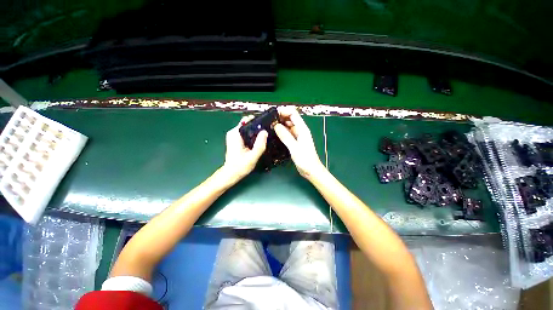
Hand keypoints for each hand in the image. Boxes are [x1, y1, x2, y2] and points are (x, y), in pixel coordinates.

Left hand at [221, 116, 267, 183]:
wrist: (232, 174)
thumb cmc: (240, 166)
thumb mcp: (252, 156)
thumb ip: (259, 145)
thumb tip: (265, 132)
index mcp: (235, 134)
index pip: (247, 120)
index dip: (257, 121)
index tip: (267, 124)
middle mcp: (233, 132)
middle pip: (248, 124)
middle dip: (258, 127)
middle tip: (267, 132)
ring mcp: (234, 136)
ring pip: (248, 129)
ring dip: (256, 132)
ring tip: (265, 137)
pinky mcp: (236, 140)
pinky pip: (247, 133)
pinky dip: (253, 136)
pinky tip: (259, 141)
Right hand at [274, 106, 325, 178]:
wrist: (311, 170)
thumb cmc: (305, 160)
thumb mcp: (295, 148)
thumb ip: (286, 136)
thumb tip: (276, 126)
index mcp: (302, 129)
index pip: (293, 114)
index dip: (284, 111)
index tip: (273, 114)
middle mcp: (300, 131)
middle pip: (290, 119)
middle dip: (280, 118)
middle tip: (269, 121)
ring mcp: (297, 136)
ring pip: (288, 126)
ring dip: (280, 125)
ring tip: (269, 127)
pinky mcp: (294, 142)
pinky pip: (287, 134)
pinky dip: (281, 132)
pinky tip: (274, 134)